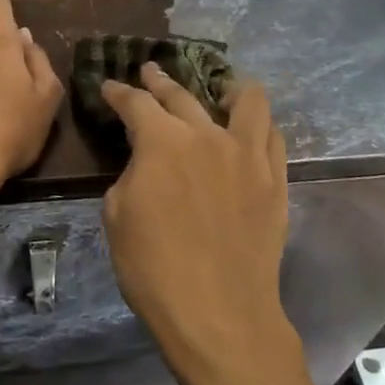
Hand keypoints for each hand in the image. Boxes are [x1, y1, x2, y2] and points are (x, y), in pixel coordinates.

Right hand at [100, 65, 301, 384]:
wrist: (218, 312)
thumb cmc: (154, 268)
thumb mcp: (117, 215)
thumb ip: (132, 174)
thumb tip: (146, 163)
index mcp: (162, 141)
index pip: (135, 103)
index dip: (118, 93)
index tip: (109, 88)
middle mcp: (207, 135)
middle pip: (182, 95)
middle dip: (159, 81)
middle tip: (149, 73)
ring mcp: (248, 155)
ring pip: (246, 101)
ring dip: (227, 87)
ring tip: (220, 86)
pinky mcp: (274, 179)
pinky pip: (272, 136)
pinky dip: (258, 124)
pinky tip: (249, 128)